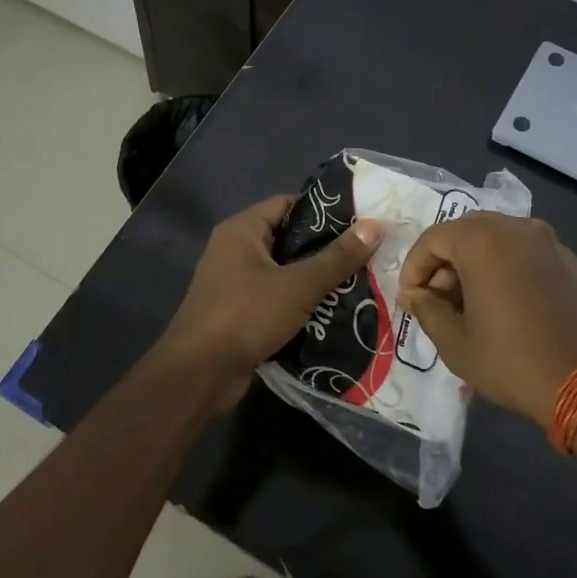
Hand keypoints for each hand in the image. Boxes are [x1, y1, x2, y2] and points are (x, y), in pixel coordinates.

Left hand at [161, 195, 384, 400]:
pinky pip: (277, 298)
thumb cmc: (245, 316)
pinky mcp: (240, 313)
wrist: (199, 374)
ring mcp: (235, 283)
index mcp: (242, 230)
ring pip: (285, 272)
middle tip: (366, 254)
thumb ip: (337, 257)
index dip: (323, 210)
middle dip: (326, 248)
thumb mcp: (298, 285)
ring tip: (359, 282)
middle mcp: (235, 250)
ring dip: (316, 279)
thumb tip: (377, 225)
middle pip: (288, 238)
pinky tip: (334, 311)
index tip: (360, 221)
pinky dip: (301, 303)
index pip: (288, 204)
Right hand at [396, 213, 576, 424]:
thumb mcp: (456, 344)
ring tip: (472, 305)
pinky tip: (508, 306)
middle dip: (444, 262)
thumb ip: (427, 311)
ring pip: (498, 239)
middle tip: (439, 300)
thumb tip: (416, 295)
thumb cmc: (514, 361)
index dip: (414, 268)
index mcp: (483, 240)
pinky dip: (506, 268)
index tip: (411, 300)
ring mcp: (549, 242)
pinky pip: (526, 253)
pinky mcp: (572, 260)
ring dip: (475, 264)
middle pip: (465, 231)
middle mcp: (517, 228)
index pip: (433, 239)